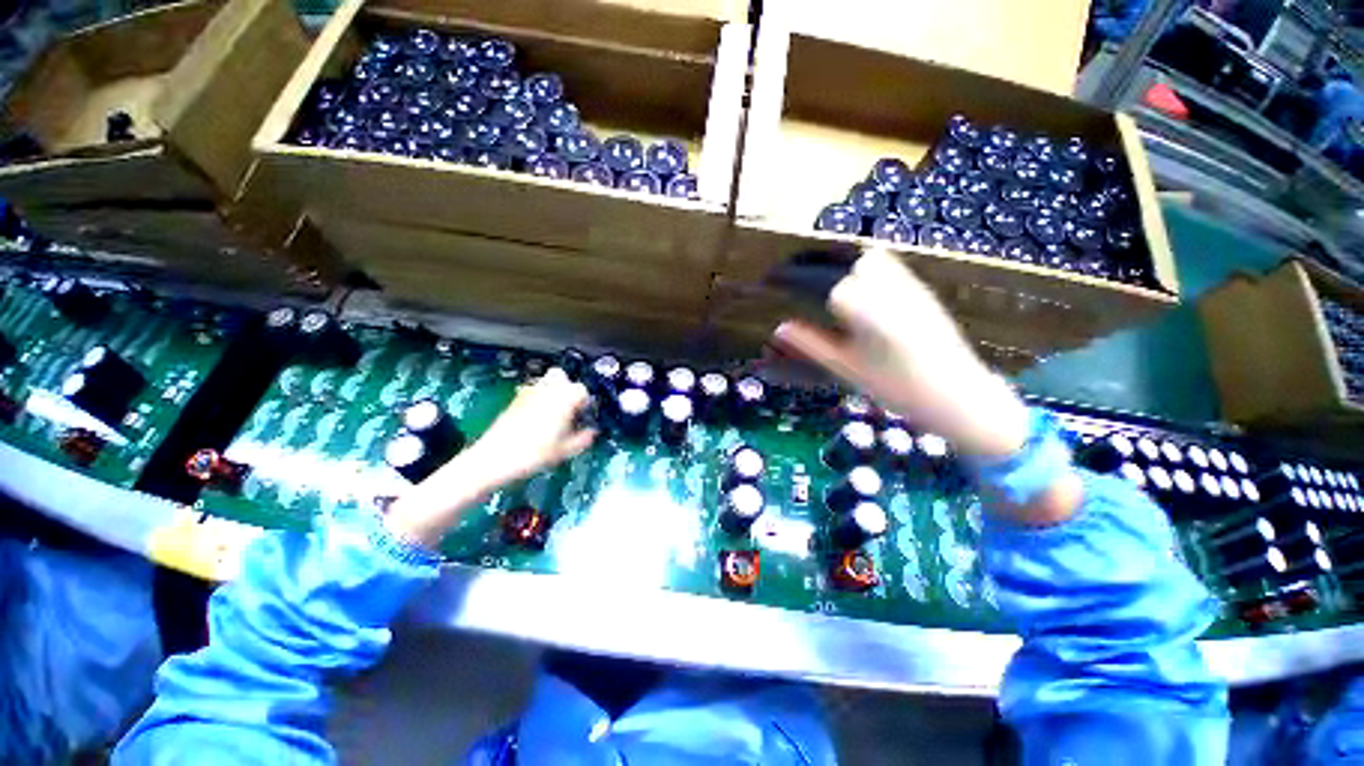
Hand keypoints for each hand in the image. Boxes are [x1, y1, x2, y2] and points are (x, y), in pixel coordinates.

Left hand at [385, 368, 595, 548]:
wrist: (493, 459)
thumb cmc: (535, 454)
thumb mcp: (565, 451)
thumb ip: (583, 439)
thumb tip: (592, 432)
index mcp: (564, 398)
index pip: (582, 390)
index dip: (586, 403)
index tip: (584, 417)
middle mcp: (548, 389)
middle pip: (563, 377)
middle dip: (569, 389)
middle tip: (570, 409)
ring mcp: (529, 392)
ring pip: (546, 382)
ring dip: (554, 392)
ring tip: (554, 414)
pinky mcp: (514, 399)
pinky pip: (532, 392)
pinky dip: (539, 399)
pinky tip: (537, 419)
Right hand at [772, 249, 1030, 457]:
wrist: (956, 393)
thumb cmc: (894, 385)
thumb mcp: (844, 365)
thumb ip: (810, 342)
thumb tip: (779, 328)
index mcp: (859, 305)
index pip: (817, 281)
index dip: (790, 279)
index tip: (772, 281)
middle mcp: (883, 284)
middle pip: (842, 262)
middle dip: (819, 271)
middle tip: (803, 289)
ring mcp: (906, 282)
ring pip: (868, 259)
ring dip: (847, 268)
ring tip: (834, 292)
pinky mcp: (921, 287)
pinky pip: (890, 266)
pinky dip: (870, 271)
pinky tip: (865, 296)